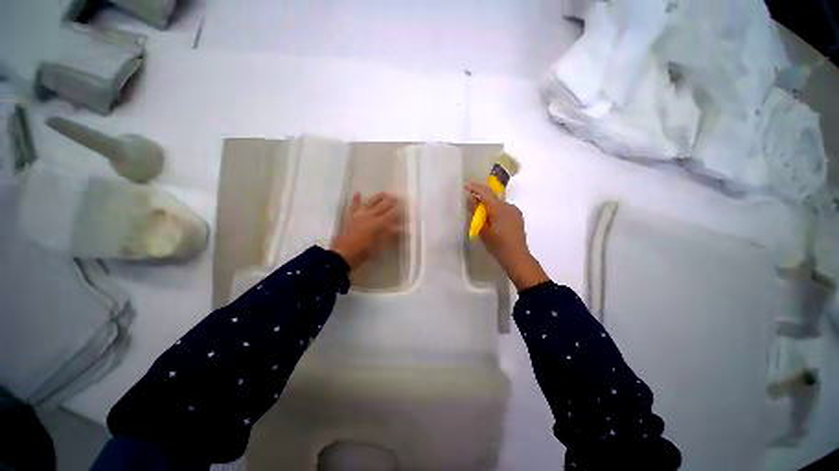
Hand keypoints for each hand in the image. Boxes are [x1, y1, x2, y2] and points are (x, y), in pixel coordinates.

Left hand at [330, 192, 400, 270]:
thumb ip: (388, 234)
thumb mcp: (379, 245)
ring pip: (370, 203)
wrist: (343, 254)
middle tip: (396, 197)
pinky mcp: (350, 217)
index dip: (397, 211)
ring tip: (384, 193)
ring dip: (377, 197)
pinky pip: (354, 206)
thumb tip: (399, 227)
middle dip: (390, 202)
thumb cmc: (363, 251)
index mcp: (378, 224)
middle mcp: (369, 216)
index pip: (390, 215)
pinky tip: (358, 192)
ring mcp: (359, 215)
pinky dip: (356, 199)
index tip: (402, 206)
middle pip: (381, 207)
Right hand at [465, 182, 548, 290]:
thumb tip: (470, 198)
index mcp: (499, 209)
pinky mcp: (517, 217)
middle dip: (481, 198)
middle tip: (471, 206)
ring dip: (488, 206)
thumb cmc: (497, 246)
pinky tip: (492, 222)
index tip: (466, 186)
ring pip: (498, 204)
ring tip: (481, 218)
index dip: (475, 187)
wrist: (517, 258)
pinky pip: (503, 209)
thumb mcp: (483, 230)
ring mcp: (515, 211)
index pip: (486, 193)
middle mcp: (509, 206)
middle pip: (492, 198)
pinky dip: (495, 211)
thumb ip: (476, 212)